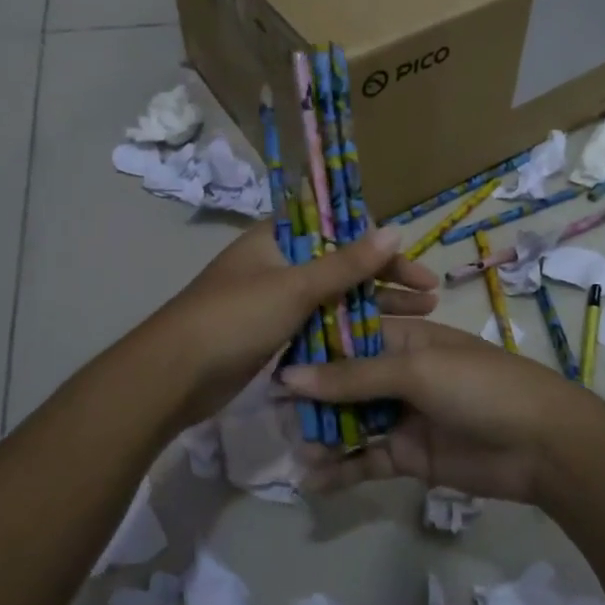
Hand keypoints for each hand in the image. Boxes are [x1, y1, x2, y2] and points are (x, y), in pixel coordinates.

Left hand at [149, 221, 438, 428]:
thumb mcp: (295, 287)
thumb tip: (395, 228)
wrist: (174, 376)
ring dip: (373, 306)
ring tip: (421, 318)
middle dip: (385, 279)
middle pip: (342, 265)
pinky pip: (319, 325)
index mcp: (277, 238)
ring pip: (334, 298)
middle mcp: (278, 263)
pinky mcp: (272, 334)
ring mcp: (274, 301)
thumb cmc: (235, 318)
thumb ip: (346, 263)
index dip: (379, 245)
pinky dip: (348, 331)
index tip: (413, 264)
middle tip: (430, 297)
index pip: (339, 230)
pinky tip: (381, 343)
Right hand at [281, 317, 604, 503]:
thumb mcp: (415, 370)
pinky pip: (366, 459)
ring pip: (351, 421)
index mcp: (404, 339)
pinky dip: (341, 468)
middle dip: (311, 396)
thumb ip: (352, 376)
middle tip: (271, 412)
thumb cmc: (480, 386)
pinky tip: (312, 480)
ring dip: (323, 433)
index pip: (348, 335)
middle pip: (344, 381)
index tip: (270, 357)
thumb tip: (288, 377)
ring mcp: (403, 415)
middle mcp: (399, 373)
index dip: (312, 346)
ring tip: (293, 448)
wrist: (543, 445)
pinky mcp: (409, 456)